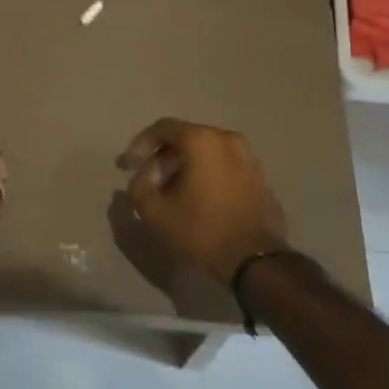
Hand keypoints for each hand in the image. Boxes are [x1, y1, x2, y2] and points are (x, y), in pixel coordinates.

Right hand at [117, 118, 286, 285]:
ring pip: (208, 152)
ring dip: (187, 165)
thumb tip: (141, 177)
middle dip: (164, 156)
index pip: (163, 128)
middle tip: (150, 178)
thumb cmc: (201, 230)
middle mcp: (228, 140)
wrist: (255, 261)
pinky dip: (209, 175)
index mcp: (202, 140)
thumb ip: (138, 187)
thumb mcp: (155, 212)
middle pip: (187, 138)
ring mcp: (249, 158)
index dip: (140, 144)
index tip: (128, 165)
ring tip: (174, 190)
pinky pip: (226, 166)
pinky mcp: (260, 178)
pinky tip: (200, 199)